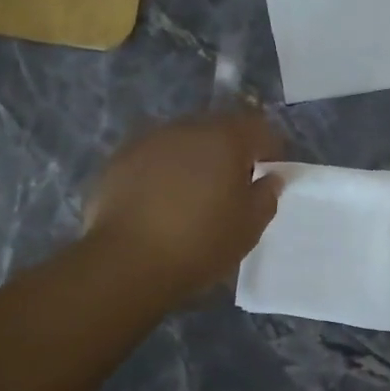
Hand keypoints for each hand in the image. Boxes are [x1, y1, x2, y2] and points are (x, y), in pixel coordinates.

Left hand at [85, 111, 284, 302]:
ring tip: (193, 195)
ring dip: (193, 160)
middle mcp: (186, 128)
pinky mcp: (119, 160)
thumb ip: (266, 196)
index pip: (258, 128)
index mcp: (224, 138)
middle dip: (229, 151)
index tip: (270, 171)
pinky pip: (152, 158)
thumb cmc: (200, 244)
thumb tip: (270, 177)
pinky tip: (160, 202)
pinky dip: (162, 172)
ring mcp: (148, 141)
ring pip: (182, 142)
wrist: (127, 262)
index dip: (270, 148)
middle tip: (232, 185)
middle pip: (218, 129)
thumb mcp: (249, 227)